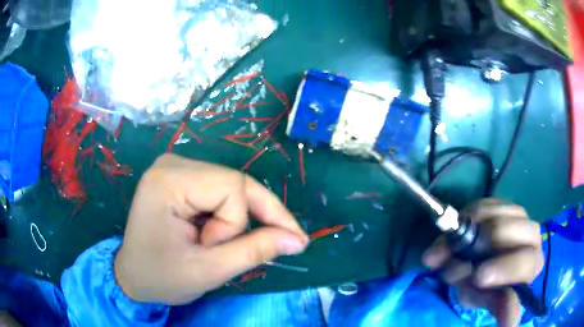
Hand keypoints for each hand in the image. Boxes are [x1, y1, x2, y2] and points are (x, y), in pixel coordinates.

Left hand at [114, 154, 308, 304]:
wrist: (132, 275)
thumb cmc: (161, 277)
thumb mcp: (208, 271)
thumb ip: (255, 251)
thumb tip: (298, 240)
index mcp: (169, 181)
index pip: (233, 187)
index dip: (242, 223)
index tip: (228, 253)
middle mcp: (172, 163)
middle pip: (234, 183)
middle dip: (241, 222)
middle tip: (231, 252)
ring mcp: (175, 166)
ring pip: (231, 187)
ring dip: (233, 221)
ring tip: (212, 245)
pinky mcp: (180, 176)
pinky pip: (220, 190)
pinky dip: (226, 215)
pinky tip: (211, 233)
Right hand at [423, 199, 543, 326]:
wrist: (483, 265)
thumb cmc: (490, 289)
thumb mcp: (491, 300)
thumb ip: (502, 306)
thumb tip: (511, 325)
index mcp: (533, 262)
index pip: (523, 263)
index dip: (502, 269)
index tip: (477, 277)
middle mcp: (531, 233)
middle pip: (504, 232)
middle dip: (473, 249)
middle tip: (448, 264)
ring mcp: (518, 214)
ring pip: (488, 217)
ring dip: (462, 235)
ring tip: (445, 252)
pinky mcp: (502, 203)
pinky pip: (480, 206)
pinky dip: (463, 221)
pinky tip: (455, 235)